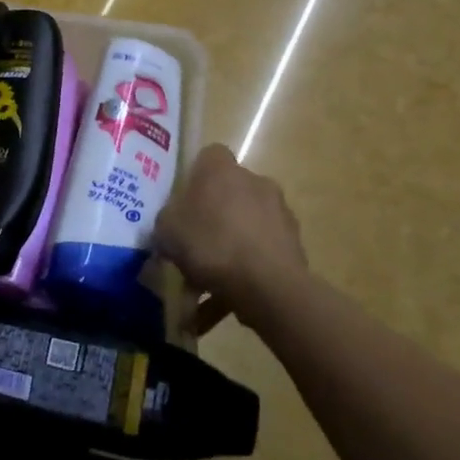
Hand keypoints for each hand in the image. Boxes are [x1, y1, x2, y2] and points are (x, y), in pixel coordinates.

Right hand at [155, 144, 308, 331]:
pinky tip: (225, 303)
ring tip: (205, 288)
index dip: (193, 177)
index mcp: (221, 170)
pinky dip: (243, 275)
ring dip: (227, 250)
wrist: (266, 285)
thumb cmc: (209, 244)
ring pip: (243, 228)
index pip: (208, 157)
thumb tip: (175, 219)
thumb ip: (168, 217)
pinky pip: (258, 256)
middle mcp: (255, 182)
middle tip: (191, 246)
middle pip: (228, 194)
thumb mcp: (165, 229)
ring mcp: (279, 213)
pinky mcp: (294, 245)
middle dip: (212, 217)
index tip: (181, 202)